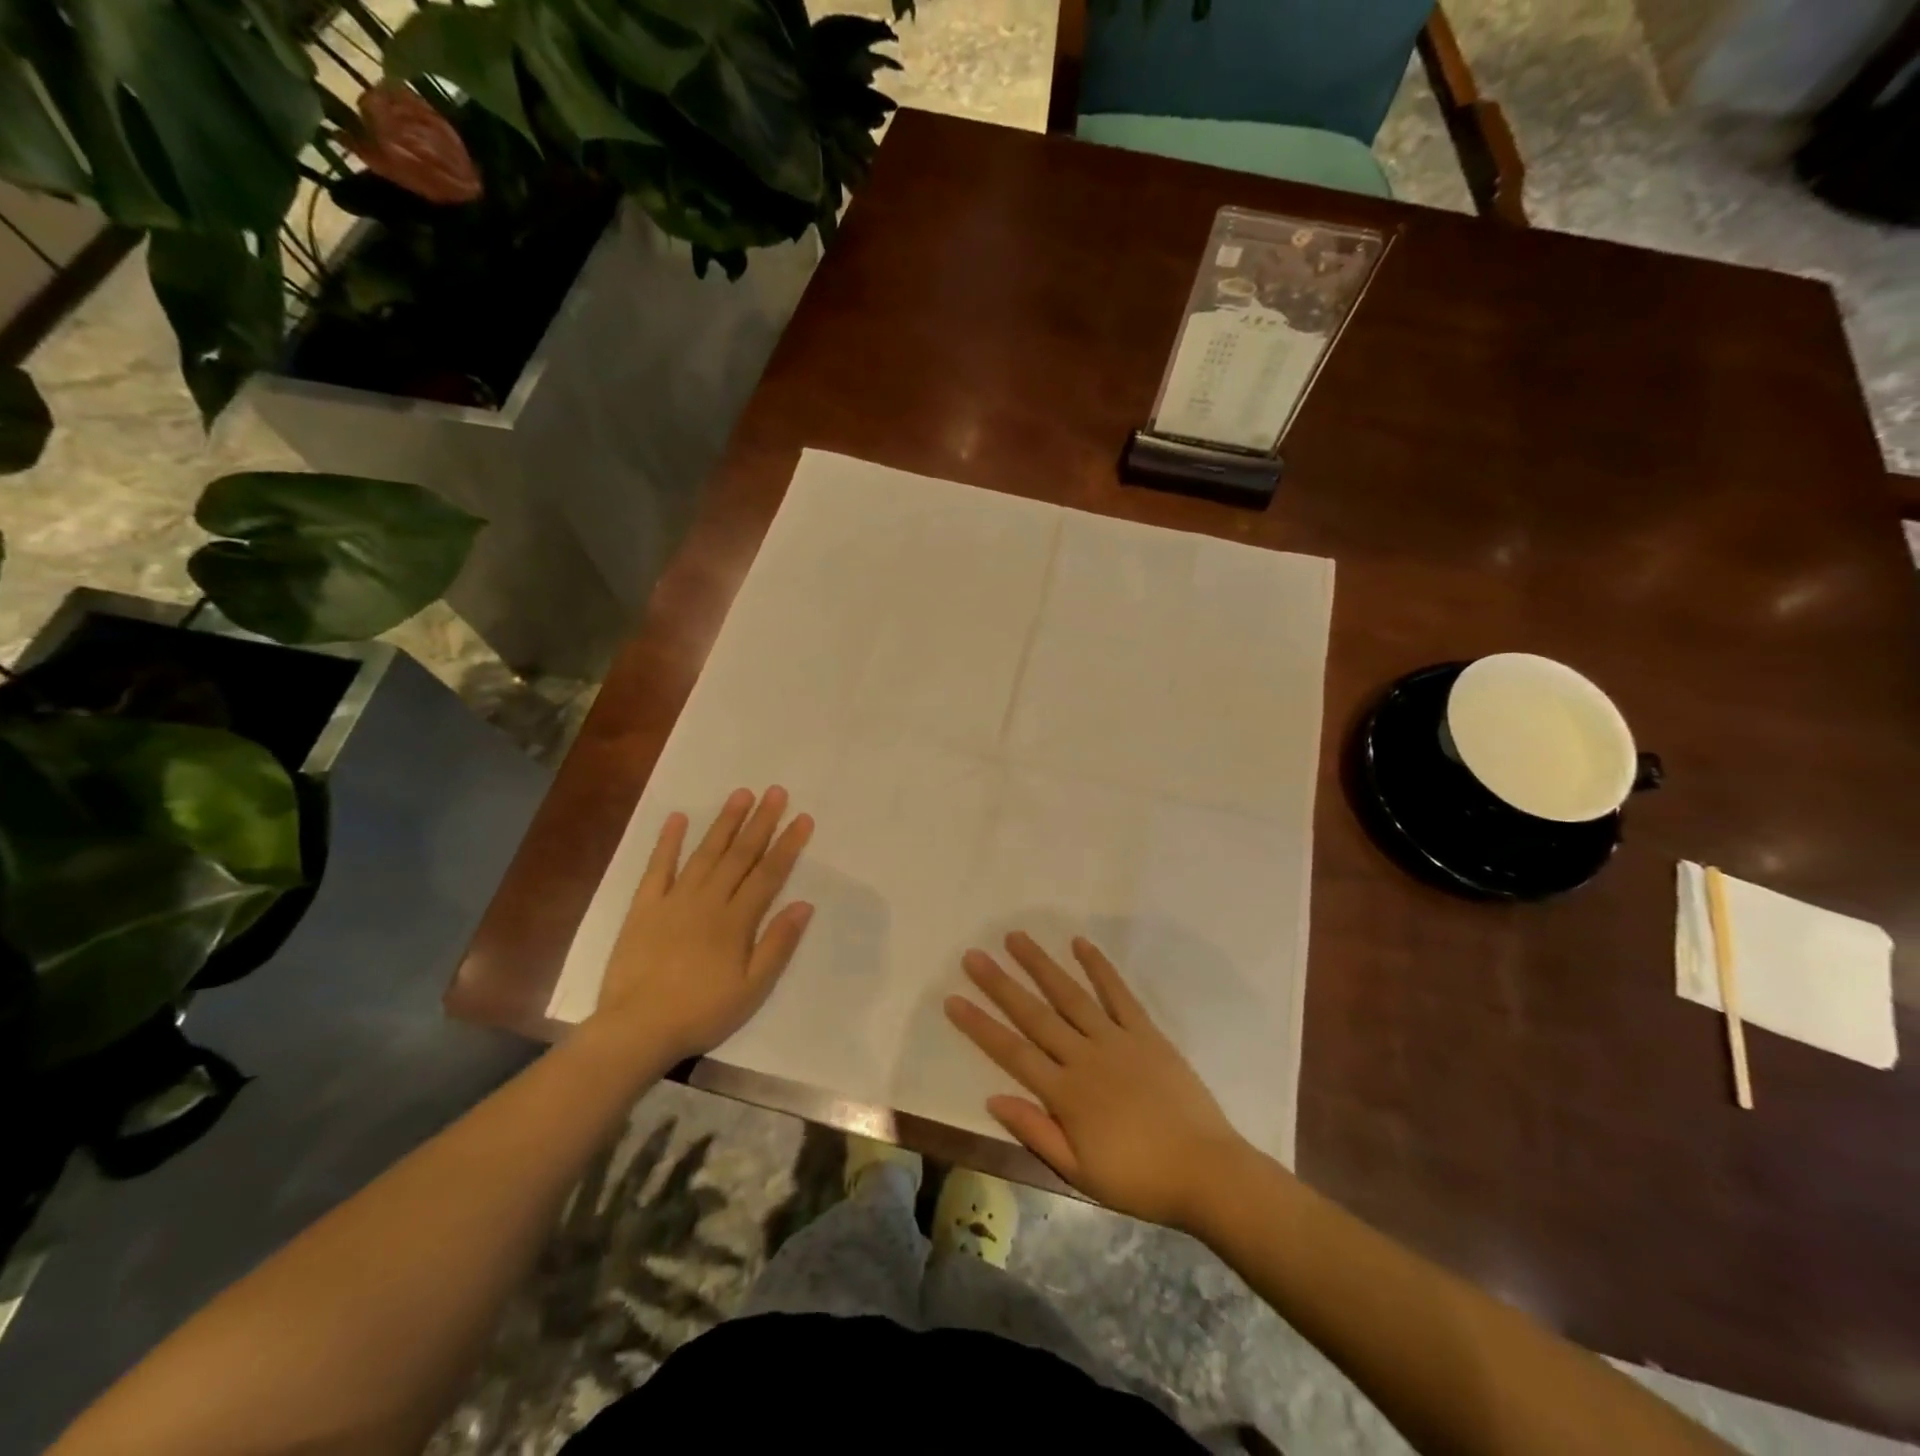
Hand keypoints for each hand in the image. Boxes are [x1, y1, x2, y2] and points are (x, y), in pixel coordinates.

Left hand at [593, 786, 814, 1063]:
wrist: (636, 1028)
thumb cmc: (701, 1013)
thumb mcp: (751, 989)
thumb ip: (777, 945)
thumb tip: (804, 904)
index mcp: (736, 921)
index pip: (768, 874)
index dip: (788, 845)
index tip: (803, 818)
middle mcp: (708, 901)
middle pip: (740, 855)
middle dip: (760, 822)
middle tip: (776, 791)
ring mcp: (673, 900)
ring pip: (705, 853)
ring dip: (724, 822)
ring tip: (740, 794)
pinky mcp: (644, 907)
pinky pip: (658, 868)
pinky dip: (668, 842)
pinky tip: (678, 818)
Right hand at [945, 933, 1247, 1230]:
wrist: (1206, 1171)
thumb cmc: (1139, 1179)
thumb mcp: (1080, 1173)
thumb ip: (1036, 1132)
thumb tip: (994, 1097)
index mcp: (1066, 1093)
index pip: (1012, 1052)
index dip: (980, 1025)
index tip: (953, 999)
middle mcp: (1085, 1057)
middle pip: (1034, 1014)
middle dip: (1000, 984)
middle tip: (974, 955)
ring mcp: (1116, 1040)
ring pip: (1070, 995)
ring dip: (1041, 965)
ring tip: (1016, 938)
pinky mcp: (1146, 1032)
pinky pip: (1119, 994)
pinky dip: (1099, 968)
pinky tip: (1080, 944)